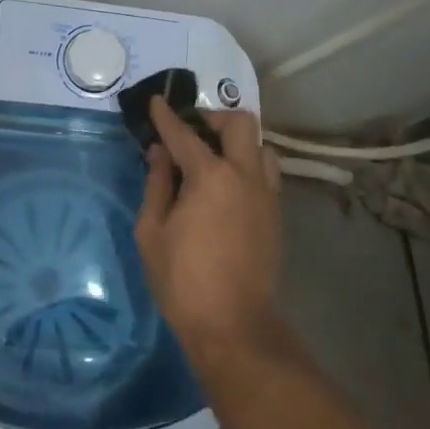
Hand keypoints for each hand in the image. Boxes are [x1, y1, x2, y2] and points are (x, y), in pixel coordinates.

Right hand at [134, 99, 283, 357]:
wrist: (234, 326)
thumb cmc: (182, 281)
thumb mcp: (152, 232)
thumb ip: (157, 184)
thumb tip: (160, 153)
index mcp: (211, 176)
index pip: (184, 134)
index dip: (166, 116)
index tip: (156, 102)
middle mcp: (245, 175)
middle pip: (240, 122)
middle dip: (213, 118)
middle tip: (192, 132)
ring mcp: (267, 194)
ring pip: (260, 146)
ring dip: (237, 143)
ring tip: (214, 159)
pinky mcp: (276, 213)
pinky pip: (266, 172)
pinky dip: (248, 166)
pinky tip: (228, 186)